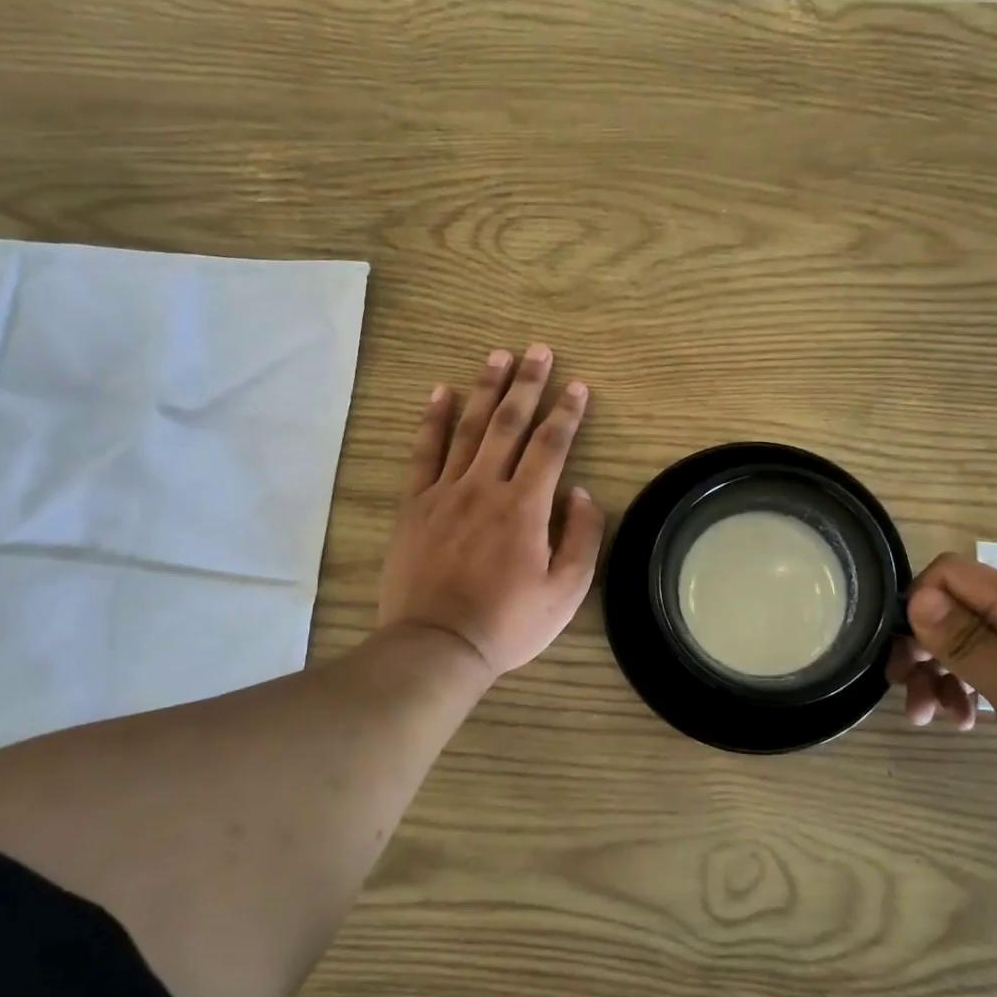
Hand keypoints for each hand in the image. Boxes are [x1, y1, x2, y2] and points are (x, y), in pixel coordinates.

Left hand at [378, 344, 604, 679]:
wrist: (437, 645)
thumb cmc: (508, 623)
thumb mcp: (566, 592)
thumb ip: (582, 537)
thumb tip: (579, 492)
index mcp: (525, 507)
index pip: (551, 445)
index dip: (567, 412)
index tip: (577, 386)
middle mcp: (485, 487)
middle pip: (509, 424)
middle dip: (527, 384)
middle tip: (538, 351)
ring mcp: (445, 492)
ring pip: (468, 428)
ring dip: (486, 389)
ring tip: (498, 356)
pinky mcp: (414, 505)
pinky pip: (424, 452)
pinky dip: (432, 419)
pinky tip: (441, 393)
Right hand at [890, 553, 996, 835]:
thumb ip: (967, 640)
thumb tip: (917, 596)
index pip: (955, 573)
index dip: (920, 604)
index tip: (908, 653)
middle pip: (961, 609)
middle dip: (925, 646)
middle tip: (903, 688)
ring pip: (975, 641)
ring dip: (943, 674)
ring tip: (930, 718)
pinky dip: (972, 689)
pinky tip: (966, 721)